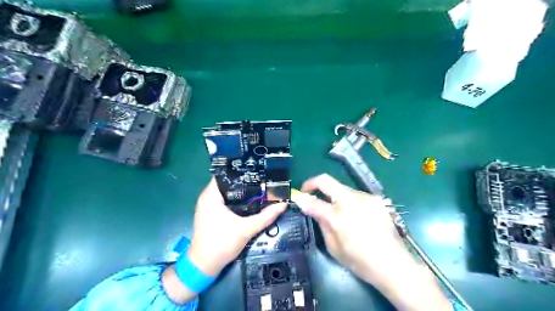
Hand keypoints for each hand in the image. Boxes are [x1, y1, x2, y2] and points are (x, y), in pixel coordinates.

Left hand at [188, 179, 288, 275]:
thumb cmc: (221, 245)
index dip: (241, 171)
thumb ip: (265, 217)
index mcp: (211, 196)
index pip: (225, 174)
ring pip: (227, 192)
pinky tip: (250, 201)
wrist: (203, 266)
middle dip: (245, 181)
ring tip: (259, 187)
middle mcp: (207, 197)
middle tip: (262, 179)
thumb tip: (283, 205)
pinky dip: (236, 199)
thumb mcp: (246, 230)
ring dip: (241, 191)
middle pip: (227, 182)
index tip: (258, 170)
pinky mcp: (211, 214)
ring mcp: (208, 206)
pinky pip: (225, 200)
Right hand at [291, 174, 450, 308]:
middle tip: (308, 190)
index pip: (313, 201)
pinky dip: (348, 200)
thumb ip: (322, 224)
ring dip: (333, 194)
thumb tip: (312, 208)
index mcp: (338, 217)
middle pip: (326, 180)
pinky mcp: (376, 199)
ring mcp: (365, 197)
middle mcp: (351, 201)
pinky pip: (355, 195)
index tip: (297, 197)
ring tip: (335, 209)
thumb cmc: (360, 261)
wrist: (394, 264)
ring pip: (341, 187)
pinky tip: (353, 214)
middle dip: (313, 183)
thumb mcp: (334, 248)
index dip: (301, 197)